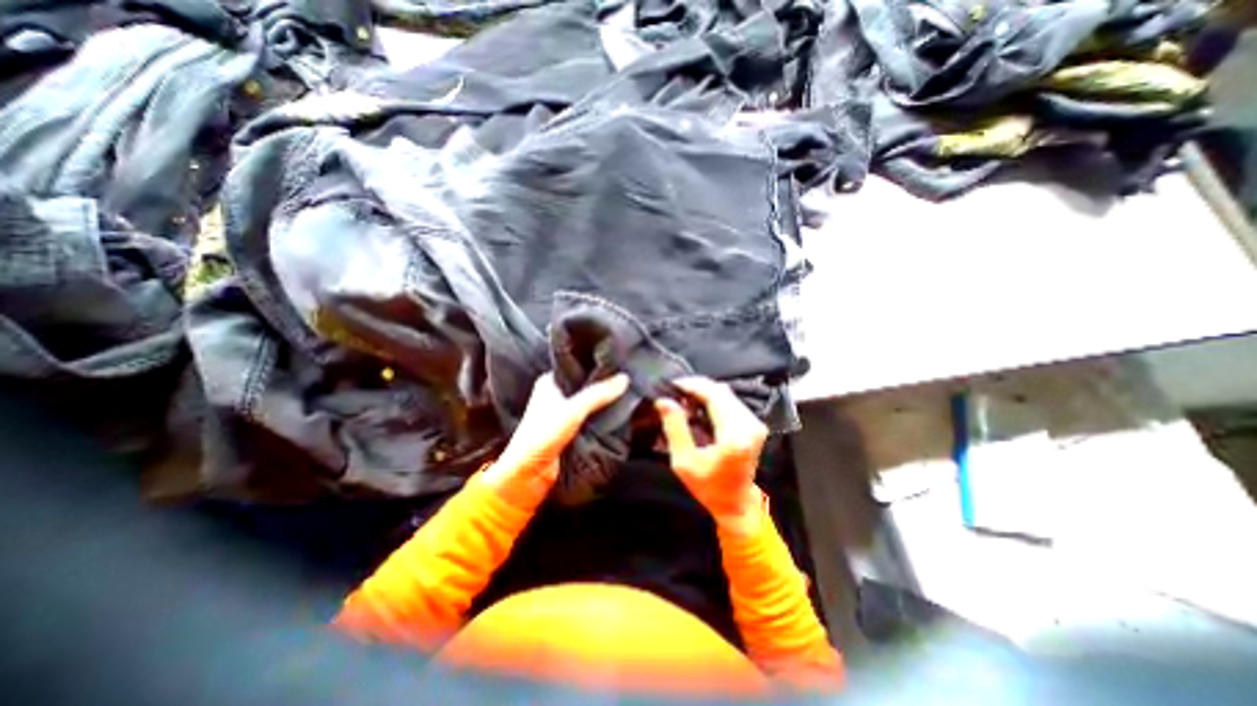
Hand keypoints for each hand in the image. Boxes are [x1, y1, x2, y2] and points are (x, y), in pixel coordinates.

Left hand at [482, 372, 628, 508]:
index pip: (577, 366)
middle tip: (628, 377)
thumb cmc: (543, 435)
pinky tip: (619, 412)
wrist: (528, 474)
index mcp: (550, 383)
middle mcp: (556, 395)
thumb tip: (625, 378)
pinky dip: (602, 417)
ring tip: (628, 391)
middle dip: (604, 384)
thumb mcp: (573, 410)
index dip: (596, 364)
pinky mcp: (571, 430)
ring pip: (590, 403)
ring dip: (604, 402)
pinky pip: (591, 418)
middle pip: (585, 385)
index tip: (618, 361)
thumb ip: (598, 394)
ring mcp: (564, 414)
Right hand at [658, 380, 765, 534]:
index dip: (692, 385)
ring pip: (727, 394)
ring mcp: (755, 424)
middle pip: (722, 391)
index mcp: (734, 435)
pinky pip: (731, 402)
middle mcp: (749, 425)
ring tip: (684, 399)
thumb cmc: (708, 487)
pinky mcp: (754, 425)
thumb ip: (674, 428)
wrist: (736, 504)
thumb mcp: (684, 461)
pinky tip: (698, 406)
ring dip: (705, 392)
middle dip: (697, 387)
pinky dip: (713, 399)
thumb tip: (664, 401)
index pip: (714, 395)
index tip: (672, 384)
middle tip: (675, 392)